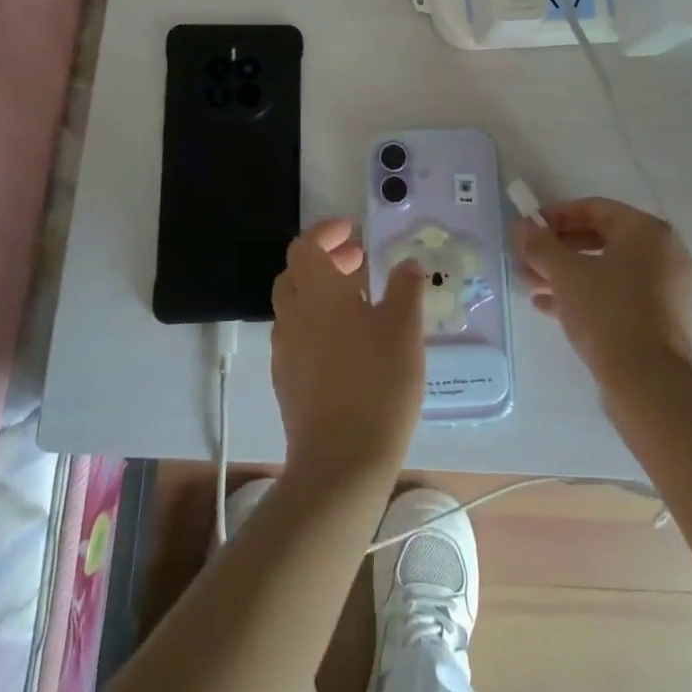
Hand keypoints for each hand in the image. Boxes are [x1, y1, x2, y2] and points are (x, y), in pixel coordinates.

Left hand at [271, 219, 425, 482]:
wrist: (340, 459)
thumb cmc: (378, 382)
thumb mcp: (404, 329)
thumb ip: (405, 288)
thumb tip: (407, 263)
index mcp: (318, 291)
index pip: (306, 246)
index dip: (326, 232)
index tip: (352, 232)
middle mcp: (293, 313)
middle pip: (295, 273)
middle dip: (324, 260)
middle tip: (358, 262)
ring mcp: (284, 349)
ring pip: (294, 305)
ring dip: (319, 292)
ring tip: (357, 302)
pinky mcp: (285, 380)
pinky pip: (295, 335)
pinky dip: (315, 323)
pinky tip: (345, 344)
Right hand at [513, 197, 691, 382]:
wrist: (650, 384)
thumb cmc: (608, 313)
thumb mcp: (566, 273)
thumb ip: (540, 245)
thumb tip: (520, 226)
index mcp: (647, 232)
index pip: (596, 208)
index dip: (557, 214)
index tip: (528, 227)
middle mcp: (663, 255)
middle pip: (600, 239)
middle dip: (557, 249)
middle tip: (525, 258)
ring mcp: (664, 290)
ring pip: (605, 270)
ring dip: (565, 274)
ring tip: (529, 283)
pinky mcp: (658, 321)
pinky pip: (615, 296)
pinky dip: (583, 295)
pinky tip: (546, 306)